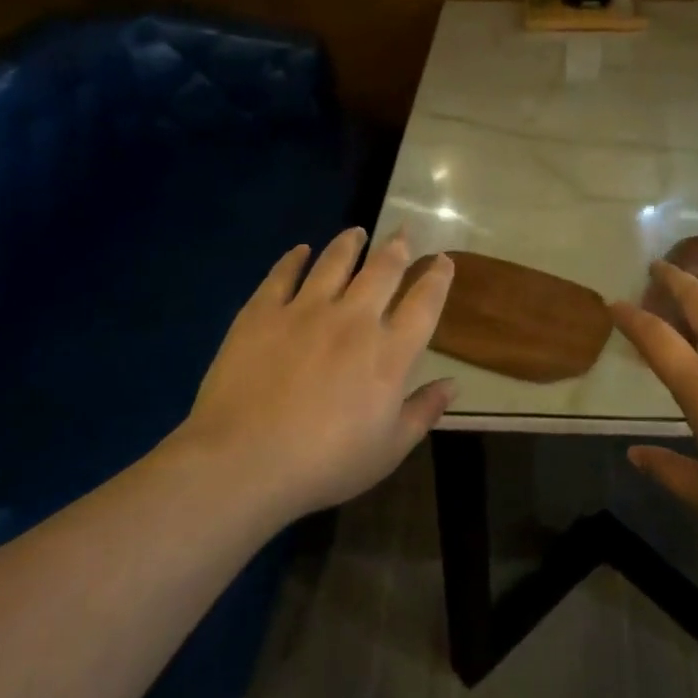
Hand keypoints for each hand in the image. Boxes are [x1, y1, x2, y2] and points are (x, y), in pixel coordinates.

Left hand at [174, 229, 455, 517]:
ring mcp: (305, 310)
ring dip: (349, 244)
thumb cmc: (325, 464)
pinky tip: (300, 251)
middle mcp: (353, 319)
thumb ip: (423, 413)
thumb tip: (453, 385)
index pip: (423, 304)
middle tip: (402, 232)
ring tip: (356, 232)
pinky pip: (282, 274)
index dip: (437, 278)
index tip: (442, 260)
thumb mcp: (387, 450)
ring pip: (334, 262)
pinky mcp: (263, 312)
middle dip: (397, 247)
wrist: (244, 460)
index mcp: (388, 353)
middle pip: (382, 270)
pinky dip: (294, 259)